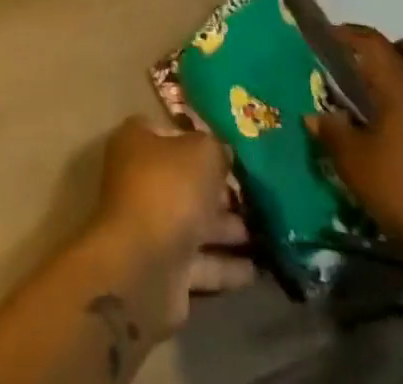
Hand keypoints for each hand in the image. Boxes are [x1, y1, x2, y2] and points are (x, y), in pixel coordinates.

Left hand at [89, 117, 254, 338]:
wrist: (141, 268)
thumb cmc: (168, 191)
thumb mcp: (202, 152)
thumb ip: (216, 149)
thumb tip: (223, 155)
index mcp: (138, 142)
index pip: (172, 132)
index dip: (201, 138)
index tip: (231, 151)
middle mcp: (140, 180)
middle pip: (185, 179)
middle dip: (219, 189)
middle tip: (255, 196)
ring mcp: (151, 226)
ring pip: (194, 222)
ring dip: (226, 228)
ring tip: (263, 231)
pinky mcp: (164, 269)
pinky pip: (200, 263)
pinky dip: (225, 265)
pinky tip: (253, 269)